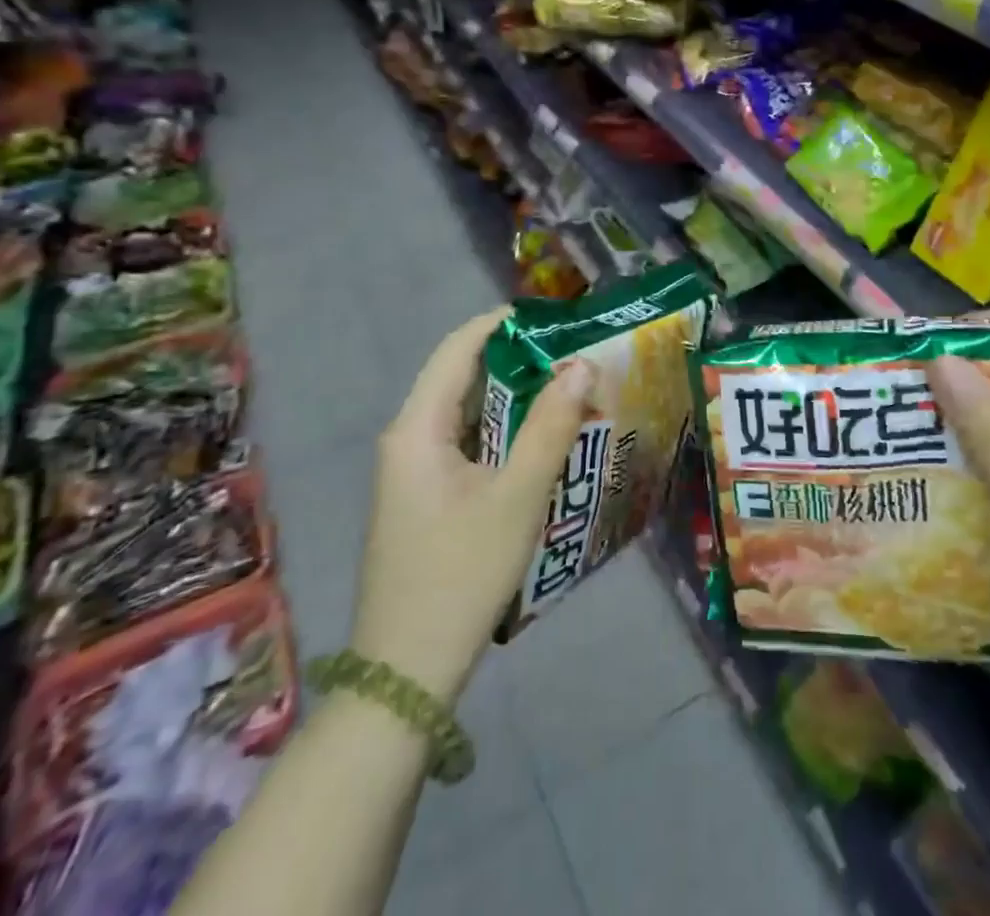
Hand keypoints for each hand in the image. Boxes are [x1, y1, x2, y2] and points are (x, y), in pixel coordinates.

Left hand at [349, 309, 589, 701]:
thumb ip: (550, 427)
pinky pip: (468, 445)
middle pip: (463, 378)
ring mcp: (414, 471)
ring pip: (468, 414)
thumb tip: (581, 366)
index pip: (458, 349)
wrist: (407, 672)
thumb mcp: (517, 497)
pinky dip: (505, 433)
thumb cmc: (461, 574)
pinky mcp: (426, 498)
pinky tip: (543, 443)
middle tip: (574, 355)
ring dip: (515, 399)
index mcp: (417, 428)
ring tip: (569, 390)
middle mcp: (409, 439)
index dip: (502, 323)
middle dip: (519, 361)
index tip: (554, 316)